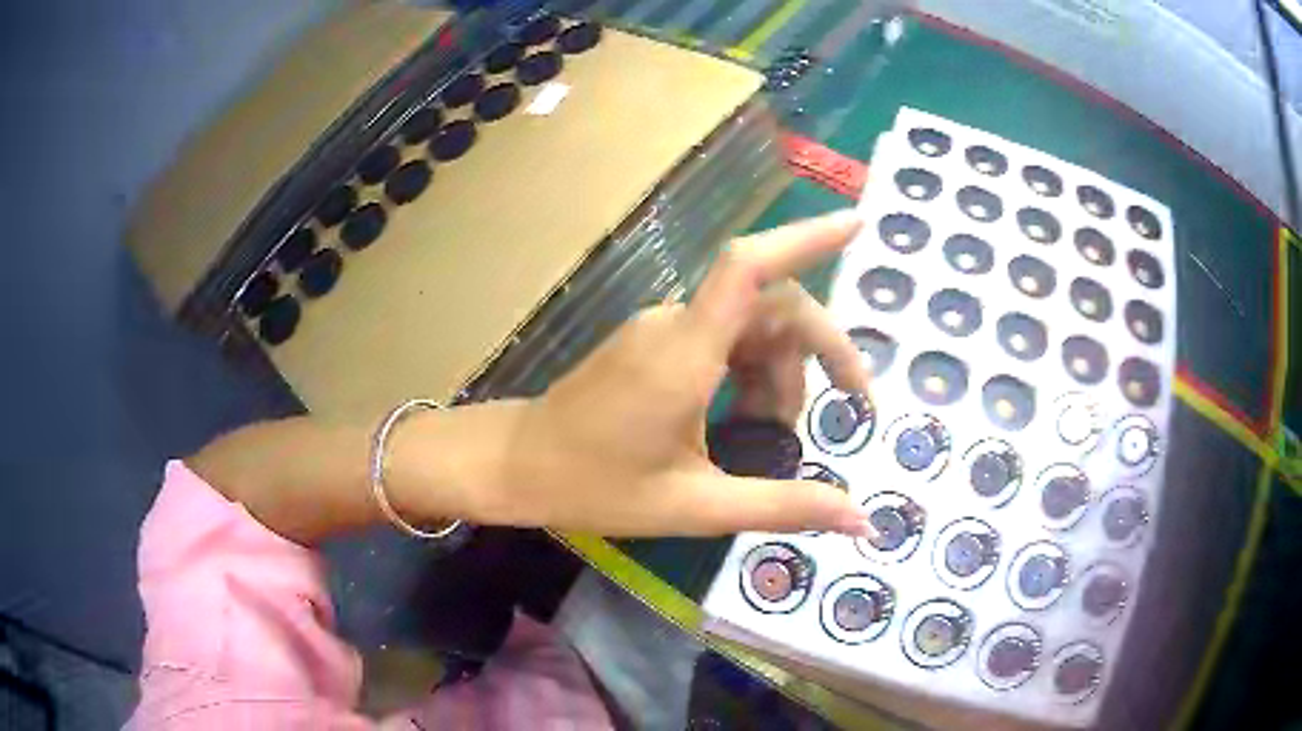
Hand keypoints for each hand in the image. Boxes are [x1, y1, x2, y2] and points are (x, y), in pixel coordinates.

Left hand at [449, 211, 872, 536]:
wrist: (515, 465)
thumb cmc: (594, 487)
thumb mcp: (696, 505)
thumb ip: (782, 506)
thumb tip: (861, 518)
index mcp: (685, 353)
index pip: (750, 268)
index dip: (807, 238)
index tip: (858, 225)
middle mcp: (675, 324)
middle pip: (771, 305)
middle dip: (820, 353)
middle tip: (850, 408)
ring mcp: (661, 329)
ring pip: (750, 326)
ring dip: (782, 373)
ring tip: (779, 435)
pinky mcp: (653, 341)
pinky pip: (722, 339)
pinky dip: (752, 372)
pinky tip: (748, 419)